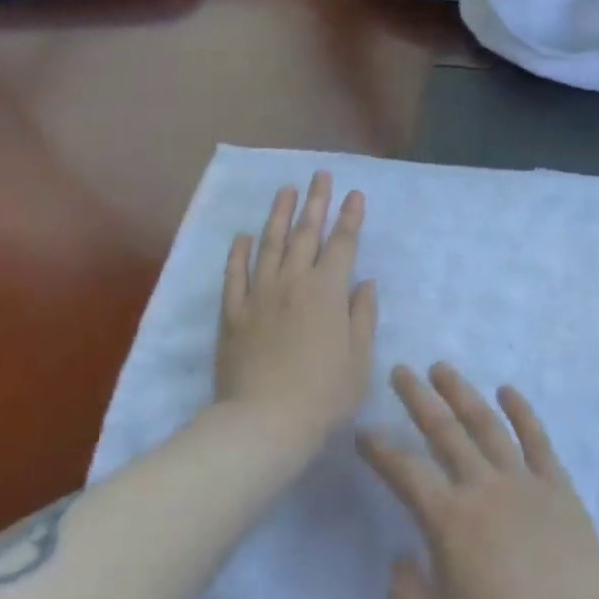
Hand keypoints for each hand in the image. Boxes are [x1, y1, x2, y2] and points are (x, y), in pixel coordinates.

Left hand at [216, 172, 377, 453]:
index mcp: (328, 291)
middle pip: (306, 233)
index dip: (350, 217)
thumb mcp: (359, 359)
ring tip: (285, 190)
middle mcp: (294, 282)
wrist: (264, 422)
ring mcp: (260, 295)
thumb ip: (362, 316)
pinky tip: (243, 236)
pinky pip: (235, 274)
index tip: (354, 193)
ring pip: (270, 244)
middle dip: (316, 202)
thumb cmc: (323, 394)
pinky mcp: (233, 313)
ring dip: (279, 214)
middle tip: (320, 175)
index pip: (342, 244)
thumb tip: (364, 283)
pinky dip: (239, 253)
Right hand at [357, 363, 598, 598]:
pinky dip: (522, 411)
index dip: (380, 450)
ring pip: (487, 425)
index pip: (405, 473)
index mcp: (450, 522)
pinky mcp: (560, 490)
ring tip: (443, 369)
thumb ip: (408, 594)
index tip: (363, 430)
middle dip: (418, 399)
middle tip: (401, 370)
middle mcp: (484, 489)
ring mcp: (525, 484)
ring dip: (462, 393)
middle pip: (445, 432)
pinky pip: (537, 440)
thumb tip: (401, 558)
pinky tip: (508, 391)